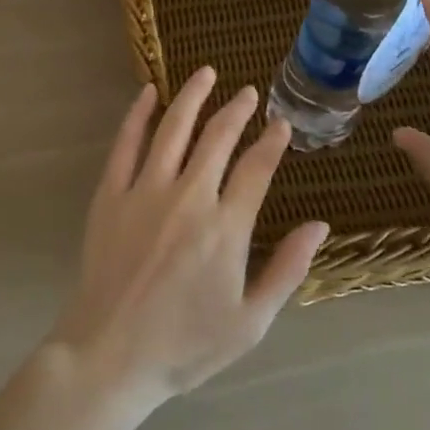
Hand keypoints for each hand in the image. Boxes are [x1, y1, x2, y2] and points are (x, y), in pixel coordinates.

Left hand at [48, 68, 328, 408]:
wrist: (110, 356)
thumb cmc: (185, 345)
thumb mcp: (250, 321)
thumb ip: (288, 270)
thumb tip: (319, 225)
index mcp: (226, 228)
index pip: (257, 168)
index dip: (272, 141)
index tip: (281, 123)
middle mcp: (188, 198)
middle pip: (217, 138)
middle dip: (236, 110)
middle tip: (248, 92)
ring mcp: (145, 192)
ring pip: (173, 129)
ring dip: (192, 97)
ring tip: (206, 73)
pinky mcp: (110, 196)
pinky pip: (125, 144)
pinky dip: (138, 115)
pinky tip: (148, 93)